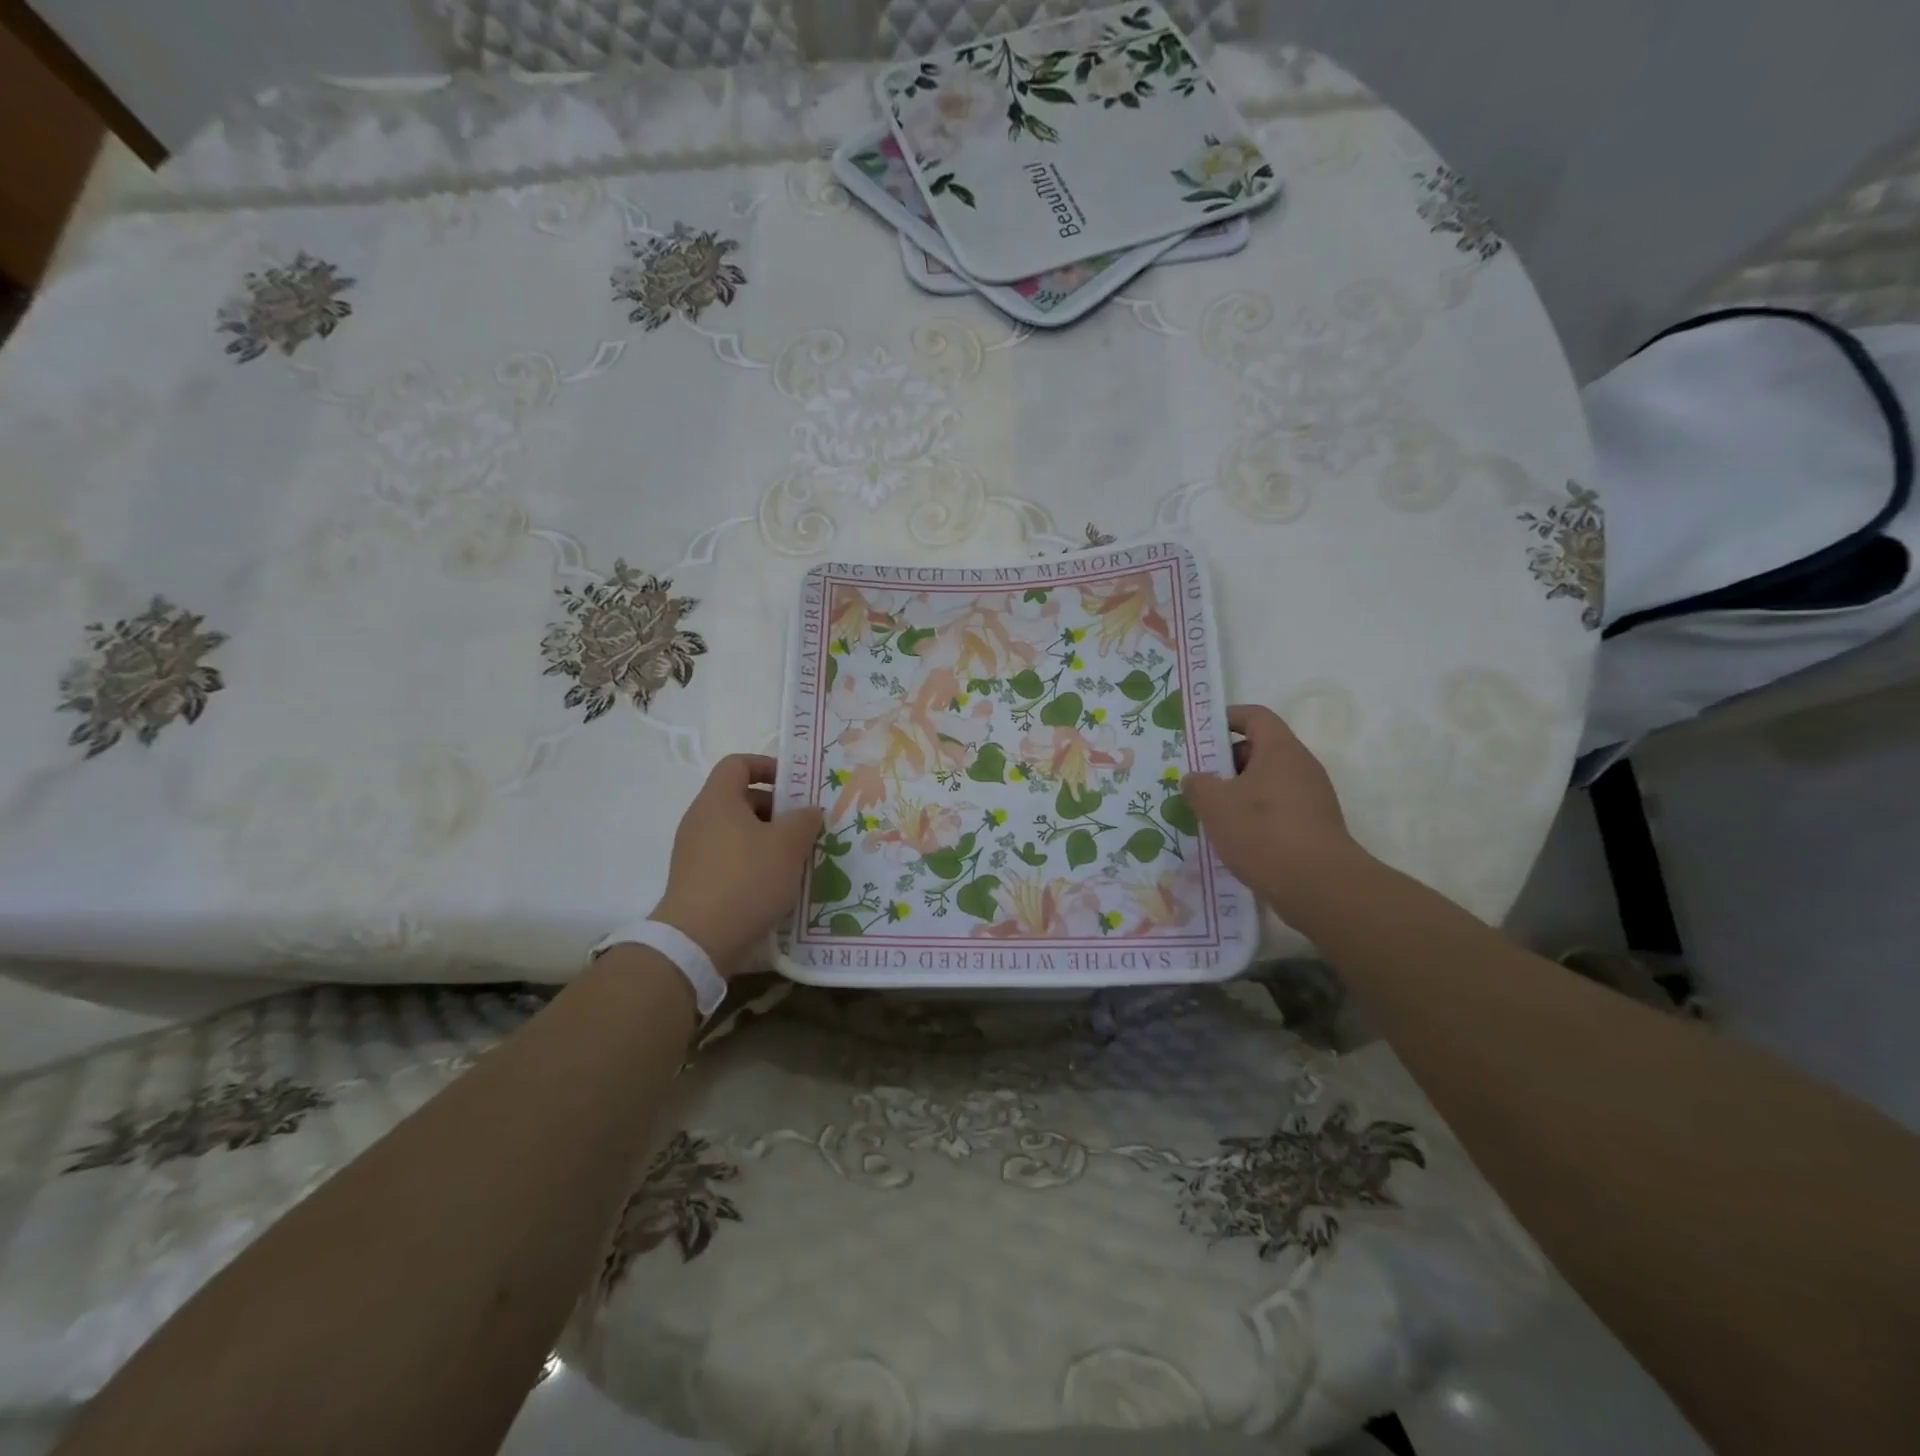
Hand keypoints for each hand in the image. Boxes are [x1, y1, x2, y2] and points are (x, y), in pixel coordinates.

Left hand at [650, 754, 823, 976]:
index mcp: (718, 800)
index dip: (767, 766)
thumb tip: (808, 811)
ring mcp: (693, 851)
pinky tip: (775, 884)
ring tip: (795, 858)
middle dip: (774, 808)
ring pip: (736, 831)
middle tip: (803, 826)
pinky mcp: (695, 880)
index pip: (738, 764)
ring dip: (766, 838)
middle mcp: (700, 819)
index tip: (794, 785)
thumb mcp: (789, 845)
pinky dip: (752, 861)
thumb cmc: (747, 879)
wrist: (698, 940)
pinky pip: (728, 857)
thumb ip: (804, 820)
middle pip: (739, 798)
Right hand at [1181, 704, 1365, 915]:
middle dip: (1225, 762)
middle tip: (1197, 780)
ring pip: (1266, 783)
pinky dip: (1253, 816)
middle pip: (1259, 750)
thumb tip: (1196, 779)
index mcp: (1280, 750)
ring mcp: (1311, 798)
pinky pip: (1276, 809)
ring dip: (1237, 792)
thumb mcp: (1216, 805)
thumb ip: (1198, 785)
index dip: (1227, 718)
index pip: (1255, 716)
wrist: (1320, 888)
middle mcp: (1301, 767)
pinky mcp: (1313, 827)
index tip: (1200, 733)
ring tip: (1209, 813)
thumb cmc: (1264, 833)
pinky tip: (1233, 839)